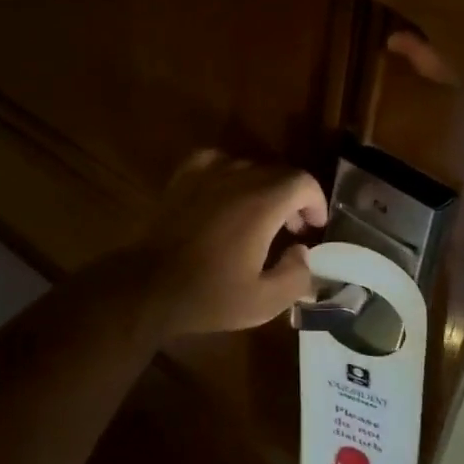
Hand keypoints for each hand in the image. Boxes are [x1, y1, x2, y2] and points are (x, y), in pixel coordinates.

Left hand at [129, 152, 326, 336]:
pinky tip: (226, 195)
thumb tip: (303, 251)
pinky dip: (230, 174)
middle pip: (278, 173)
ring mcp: (207, 173)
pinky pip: (217, 162)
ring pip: (249, 167)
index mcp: (261, 203)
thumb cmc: (208, 295)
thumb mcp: (263, 302)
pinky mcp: (183, 177)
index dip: (315, 201)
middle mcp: (237, 177)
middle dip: (293, 198)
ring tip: (260, 217)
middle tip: (292, 230)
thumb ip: (296, 275)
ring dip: (264, 188)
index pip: (302, 181)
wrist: (147, 286)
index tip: (314, 227)